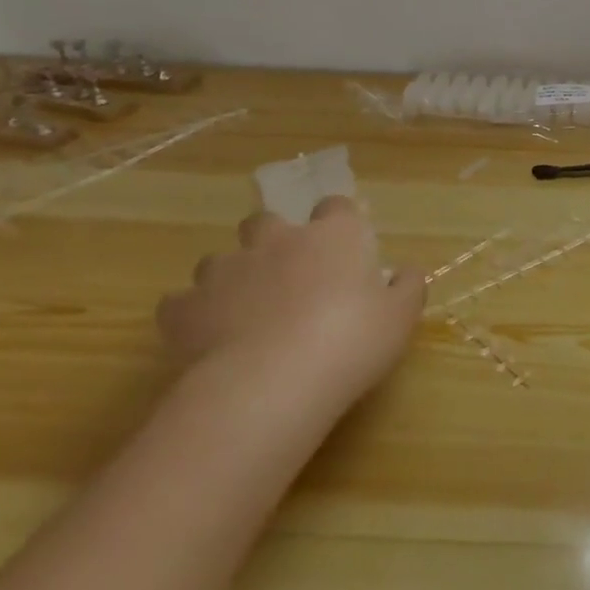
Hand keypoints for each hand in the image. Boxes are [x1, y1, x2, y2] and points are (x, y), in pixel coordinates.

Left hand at [155, 197, 424, 419]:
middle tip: (289, 275)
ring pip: (220, 259)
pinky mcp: (185, 309)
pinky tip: (207, 338)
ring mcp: (226, 271)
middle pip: (267, 221)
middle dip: (273, 239)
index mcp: (334, 235)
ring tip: (246, 310)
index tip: (346, 247)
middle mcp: (278, 240)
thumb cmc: (352, 340)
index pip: (336, 206)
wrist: (272, 383)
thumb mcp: (401, 316)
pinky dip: (192, 315)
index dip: (340, 222)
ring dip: (232, 276)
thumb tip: (405, 271)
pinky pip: (182, 303)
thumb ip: (407, 286)